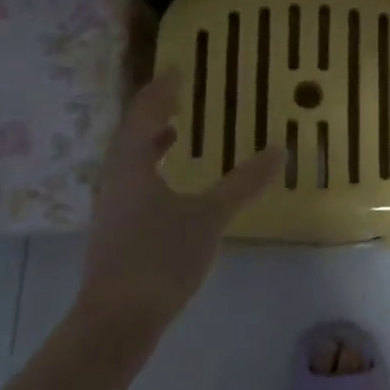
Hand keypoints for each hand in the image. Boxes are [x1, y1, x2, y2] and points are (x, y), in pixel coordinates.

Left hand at [78, 70, 285, 335]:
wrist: (115, 321)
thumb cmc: (160, 258)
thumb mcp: (209, 217)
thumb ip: (243, 183)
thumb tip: (279, 150)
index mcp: (132, 162)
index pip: (144, 110)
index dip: (161, 88)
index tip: (178, 68)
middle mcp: (114, 175)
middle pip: (131, 130)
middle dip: (154, 110)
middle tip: (179, 94)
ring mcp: (110, 204)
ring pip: (128, 157)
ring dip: (150, 139)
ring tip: (176, 131)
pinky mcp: (114, 228)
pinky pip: (131, 179)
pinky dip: (150, 166)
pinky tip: (171, 184)